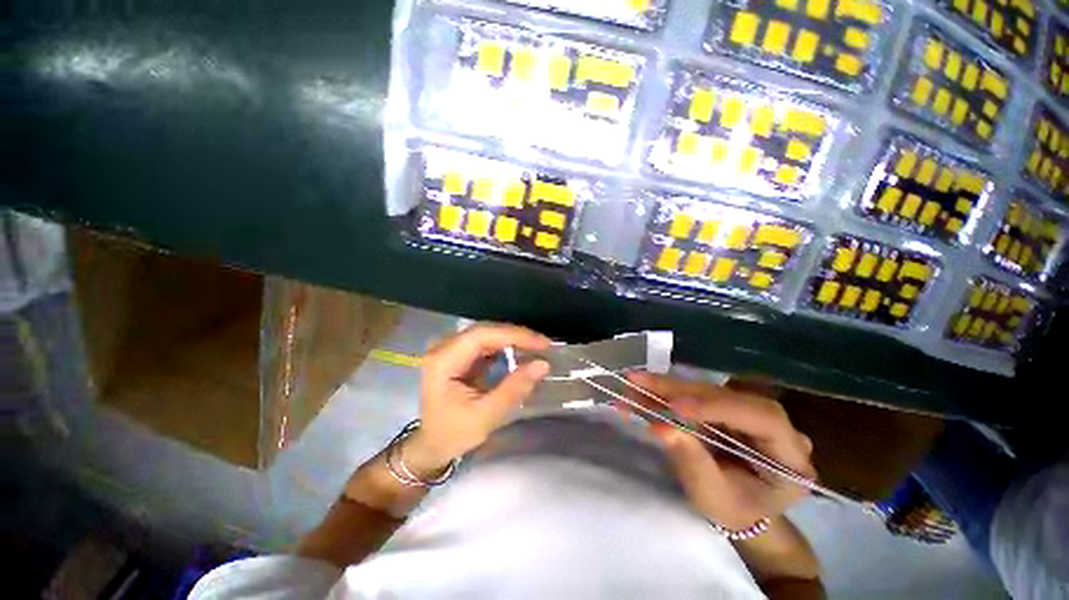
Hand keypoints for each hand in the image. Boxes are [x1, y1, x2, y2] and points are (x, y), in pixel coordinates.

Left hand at [404, 323, 550, 475]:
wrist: (430, 444)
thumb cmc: (452, 434)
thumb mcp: (485, 416)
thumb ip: (514, 389)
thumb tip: (543, 364)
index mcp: (443, 361)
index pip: (482, 335)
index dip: (514, 335)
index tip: (542, 344)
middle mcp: (444, 347)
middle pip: (485, 330)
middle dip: (516, 336)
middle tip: (544, 345)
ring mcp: (450, 349)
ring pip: (487, 333)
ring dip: (513, 340)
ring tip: (537, 348)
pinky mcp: (458, 354)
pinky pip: (485, 343)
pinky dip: (505, 347)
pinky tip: (520, 353)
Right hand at [627, 372, 814, 530]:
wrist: (740, 510)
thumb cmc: (734, 512)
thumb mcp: (715, 497)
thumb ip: (693, 463)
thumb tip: (661, 427)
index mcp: (791, 455)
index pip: (763, 418)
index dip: (718, 407)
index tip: (675, 407)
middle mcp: (775, 424)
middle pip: (727, 396)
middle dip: (679, 390)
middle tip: (639, 382)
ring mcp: (748, 411)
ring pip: (706, 390)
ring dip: (667, 387)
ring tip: (633, 382)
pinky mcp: (726, 407)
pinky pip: (694, 394)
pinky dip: (666, 392)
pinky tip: (642, 389)